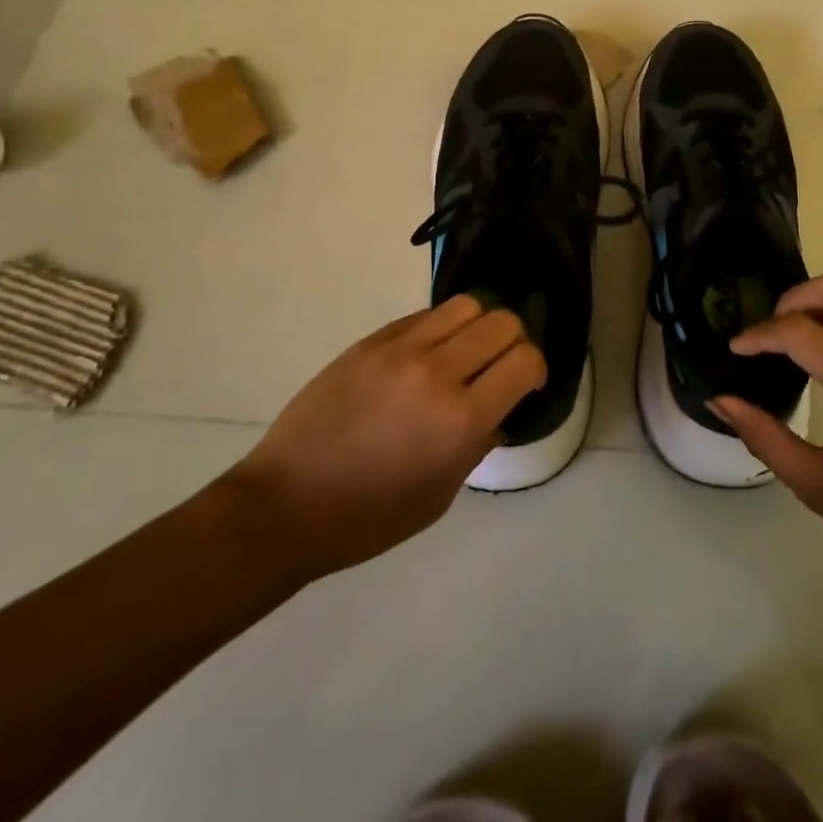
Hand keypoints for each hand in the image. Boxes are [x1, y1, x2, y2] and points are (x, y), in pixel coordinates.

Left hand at [229, 296, 544, 580]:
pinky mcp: (372, 340)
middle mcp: (438, 373)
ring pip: (467, 305)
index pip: (525, 361)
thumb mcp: (441, 494)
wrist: (286, 504)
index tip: (526, 384)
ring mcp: (401, 350)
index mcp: (461, 421)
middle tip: (500, 365)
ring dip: (479, 325)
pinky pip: (424, 315)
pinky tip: (427, 355)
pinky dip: (440, 328)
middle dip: (514, 341)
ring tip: (464, 351)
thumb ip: (478, 442)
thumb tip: (499, 408)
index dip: (536, 368)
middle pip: (503, 322)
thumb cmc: (369, 517)